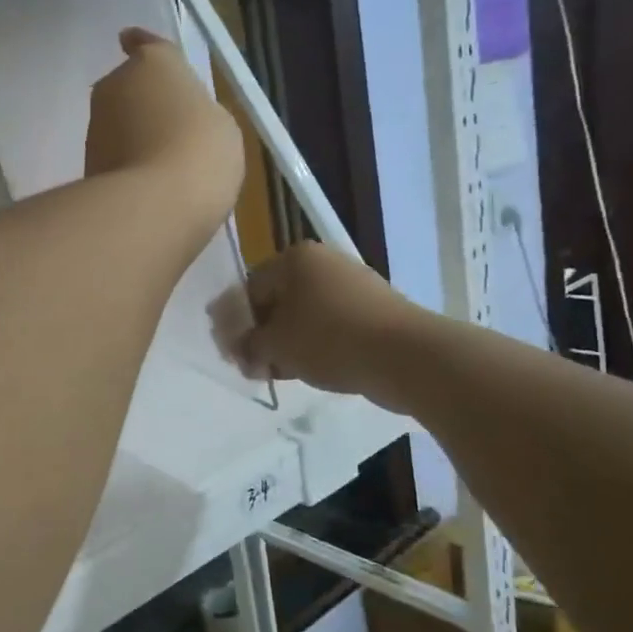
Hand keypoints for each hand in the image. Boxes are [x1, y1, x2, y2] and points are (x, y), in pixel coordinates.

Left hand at [86, 28, 243, 240]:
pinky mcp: (86, 164)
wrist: (154, 205)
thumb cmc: (200, 151)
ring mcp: (95, 126)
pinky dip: (126, 166)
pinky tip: (148, 188)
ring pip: (118, 124)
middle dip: (143, 103)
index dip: (142, 45)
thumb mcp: (219, 124)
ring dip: (134, 137)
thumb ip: (195, 113)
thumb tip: (178, 120)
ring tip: (162, 166)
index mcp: (154, 63)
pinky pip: (113, 157)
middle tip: (169, 129)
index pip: (145, 45)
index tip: (131, 41)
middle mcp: (116, 85)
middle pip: (129, 87)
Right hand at [235, 242, 417, 396]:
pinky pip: (328, 325)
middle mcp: (322, 263)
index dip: (233, 322)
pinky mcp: (370, 309)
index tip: (228, 353)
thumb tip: (237, 347)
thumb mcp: (276, 344)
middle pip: (277, 300)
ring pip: (302, 315)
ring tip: (275, 373)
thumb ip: (247, 344)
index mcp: (295, 258)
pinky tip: (305, 369)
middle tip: (250, 366)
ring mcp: (350, 284)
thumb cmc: (329, 339)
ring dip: (284, 343)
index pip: (249, 288)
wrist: (404, 355)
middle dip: (260, 334)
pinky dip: (312, 344)